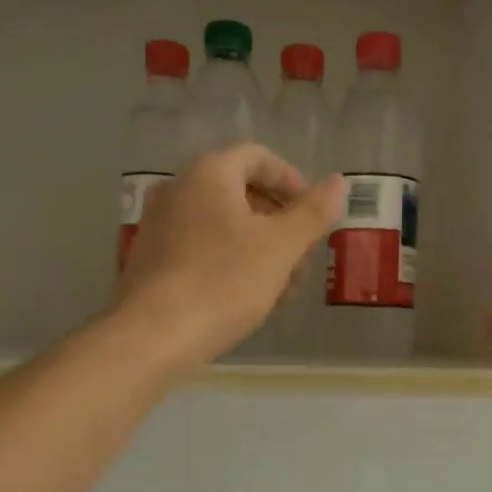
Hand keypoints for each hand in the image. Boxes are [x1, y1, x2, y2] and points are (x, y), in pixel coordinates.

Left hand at [114, 144, 346, 366]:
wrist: (152, 335)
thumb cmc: (223, 282)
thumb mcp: (281, 248)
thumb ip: (313, 212)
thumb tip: (339, 182)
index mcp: (209, 173)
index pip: (258, 157)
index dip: (292, 182)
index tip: (313, 217)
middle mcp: (179, 189)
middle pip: (242, 192)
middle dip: (280, 224)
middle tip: (302, 262)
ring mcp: (161, 224)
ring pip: (225, 225)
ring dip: (261, 250)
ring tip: (282, 291)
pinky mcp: (153, 258)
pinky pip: (203, 248)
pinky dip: (232, 263)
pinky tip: (248, 299)